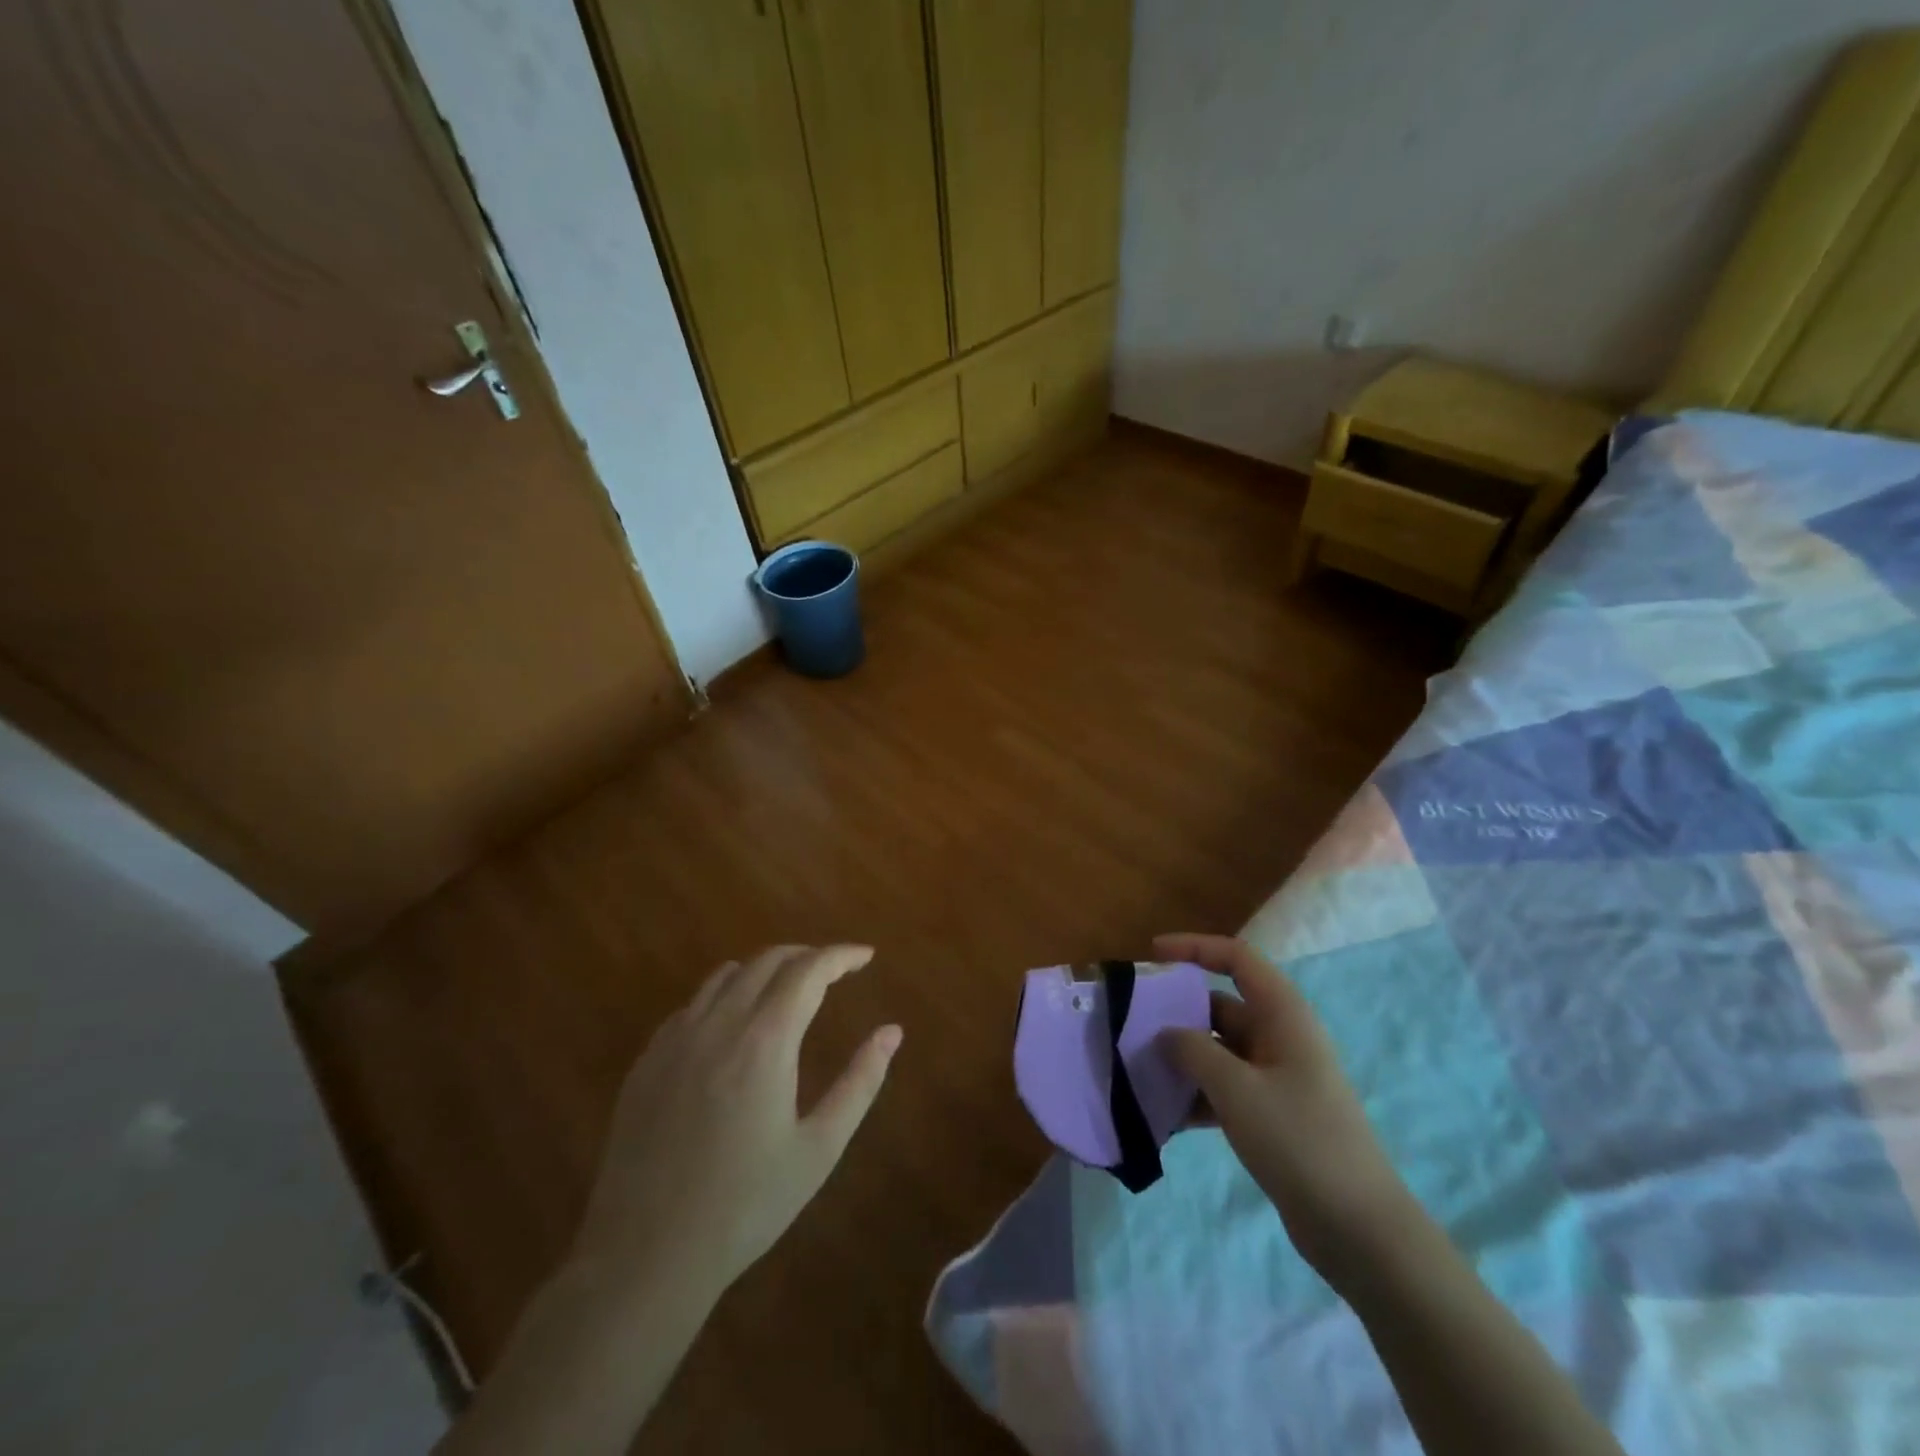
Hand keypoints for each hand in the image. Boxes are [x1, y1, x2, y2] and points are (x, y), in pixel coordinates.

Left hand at [572, 945, 902, 1301]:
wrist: (646, 1257)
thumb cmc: (745, 1206)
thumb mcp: (818, 1149)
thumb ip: (860, 1082)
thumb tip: (892, 1032)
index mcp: (765, 1040)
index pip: (809, 970)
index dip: (841, 956)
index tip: (866, 956)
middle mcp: (719, 1024)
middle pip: (768, 961)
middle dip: (807, 956)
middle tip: (834, 972)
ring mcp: (676, 1039)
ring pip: (726, 975)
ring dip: (765, 969)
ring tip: (789, 990)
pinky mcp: (647, 1060)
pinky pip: (693, 1004)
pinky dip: (725, 996)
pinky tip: (734, 1027)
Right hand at [1156, 933, 1411, 1277]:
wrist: (1359, 1229)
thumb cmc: (1299, 1140)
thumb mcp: (1236, 1089)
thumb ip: (1192, 1051)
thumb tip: (1165, 1033)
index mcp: (1282, 1015)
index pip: (1236, 958)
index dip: (1194, 948)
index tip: (1152, 954)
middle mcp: (1280, 1036)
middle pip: (1221, 1005)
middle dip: (1177, 1011)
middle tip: (1131, 1023)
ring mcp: (1277, 1077)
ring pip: (1218, 1049)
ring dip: (1182, 1056)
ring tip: (1139, 1069)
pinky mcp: (1272, 1113)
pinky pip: (1225, 1087)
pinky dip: (1196, 1093)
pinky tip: (1164, 1115)